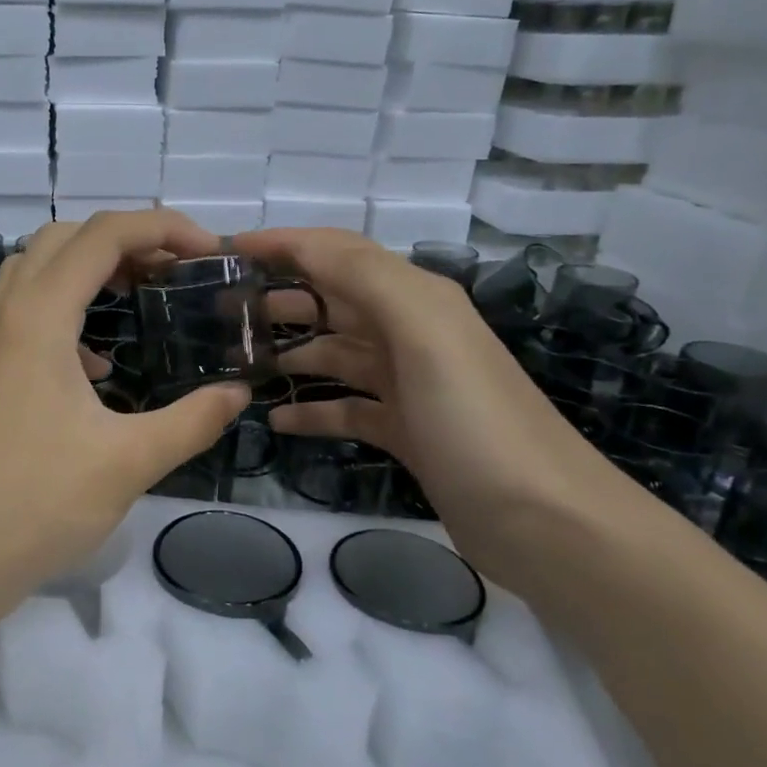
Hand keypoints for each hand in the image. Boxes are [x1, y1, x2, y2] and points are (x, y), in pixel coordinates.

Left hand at [0, 210, 251, 590]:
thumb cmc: (37, 503)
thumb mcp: (129, 461)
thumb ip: (192, 420)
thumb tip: (237, 393)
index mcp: (39, 317)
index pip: (103, 235)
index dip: (163, 227)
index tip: (210, 252)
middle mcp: (8, 314)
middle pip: (65, 238)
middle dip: (126, 240)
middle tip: (175, 272)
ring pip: (38, 270)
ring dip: (91, 268)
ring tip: (141, 296)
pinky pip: (26, 311)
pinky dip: (68, 311)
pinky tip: (98, 365)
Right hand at [232, 228, 623, 583]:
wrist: (547, 523)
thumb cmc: (476, 421)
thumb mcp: (426, 333)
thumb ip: (365, 278)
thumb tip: (300, 246)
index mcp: (416, 299)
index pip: (338, 252)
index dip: (283, 243)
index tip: (224, 250)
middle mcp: (412, 332)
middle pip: (332, 300)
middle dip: (278, 296)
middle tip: (219, 311)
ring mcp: (409, 385)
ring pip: (335, 353)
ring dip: (289, 352)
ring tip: (236, 362)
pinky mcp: (406, 431)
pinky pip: (346, 408)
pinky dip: (311, 409)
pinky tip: (276, 419)